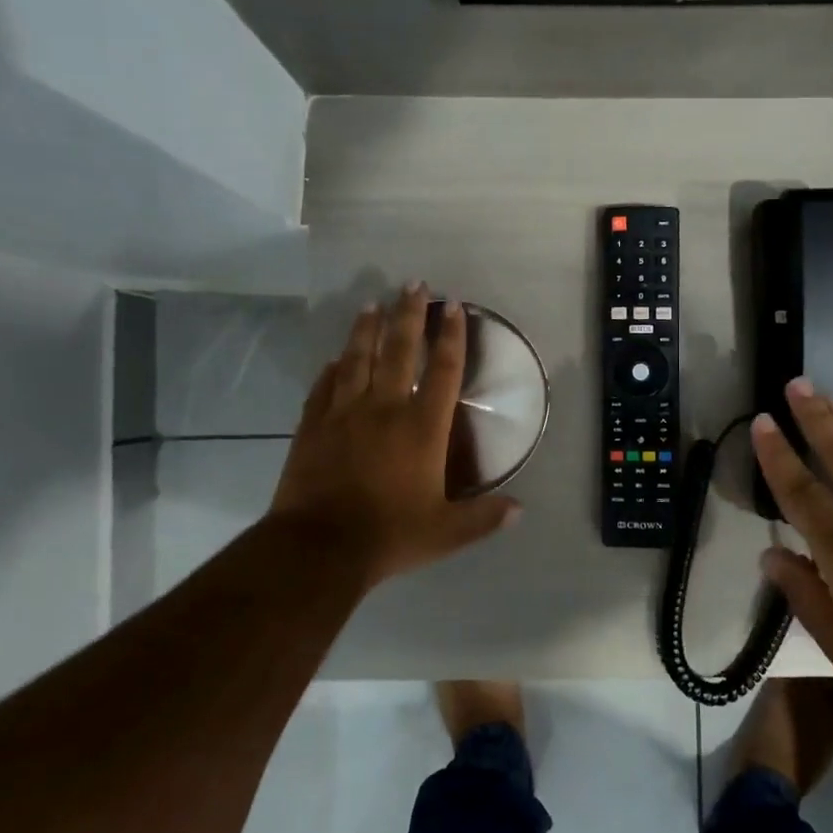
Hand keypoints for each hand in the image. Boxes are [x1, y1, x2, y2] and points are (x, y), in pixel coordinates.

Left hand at [266, 285, 520, 588]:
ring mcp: (344, 413)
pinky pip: (324, 387)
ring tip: (373, 304)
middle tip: (414, 284)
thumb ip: (483, 517)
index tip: (453, 306)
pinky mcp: (313, 426)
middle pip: (399, 350)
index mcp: (422, 428)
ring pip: (358, 359)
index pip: (443, 371)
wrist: (319, 547)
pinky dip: (333, 369)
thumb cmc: (389, 535)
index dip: (451, 336)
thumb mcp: (446, 533)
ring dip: (367, 329)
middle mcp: (385, 409)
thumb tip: (520, 510)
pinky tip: (335, 358)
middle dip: (409, 315)